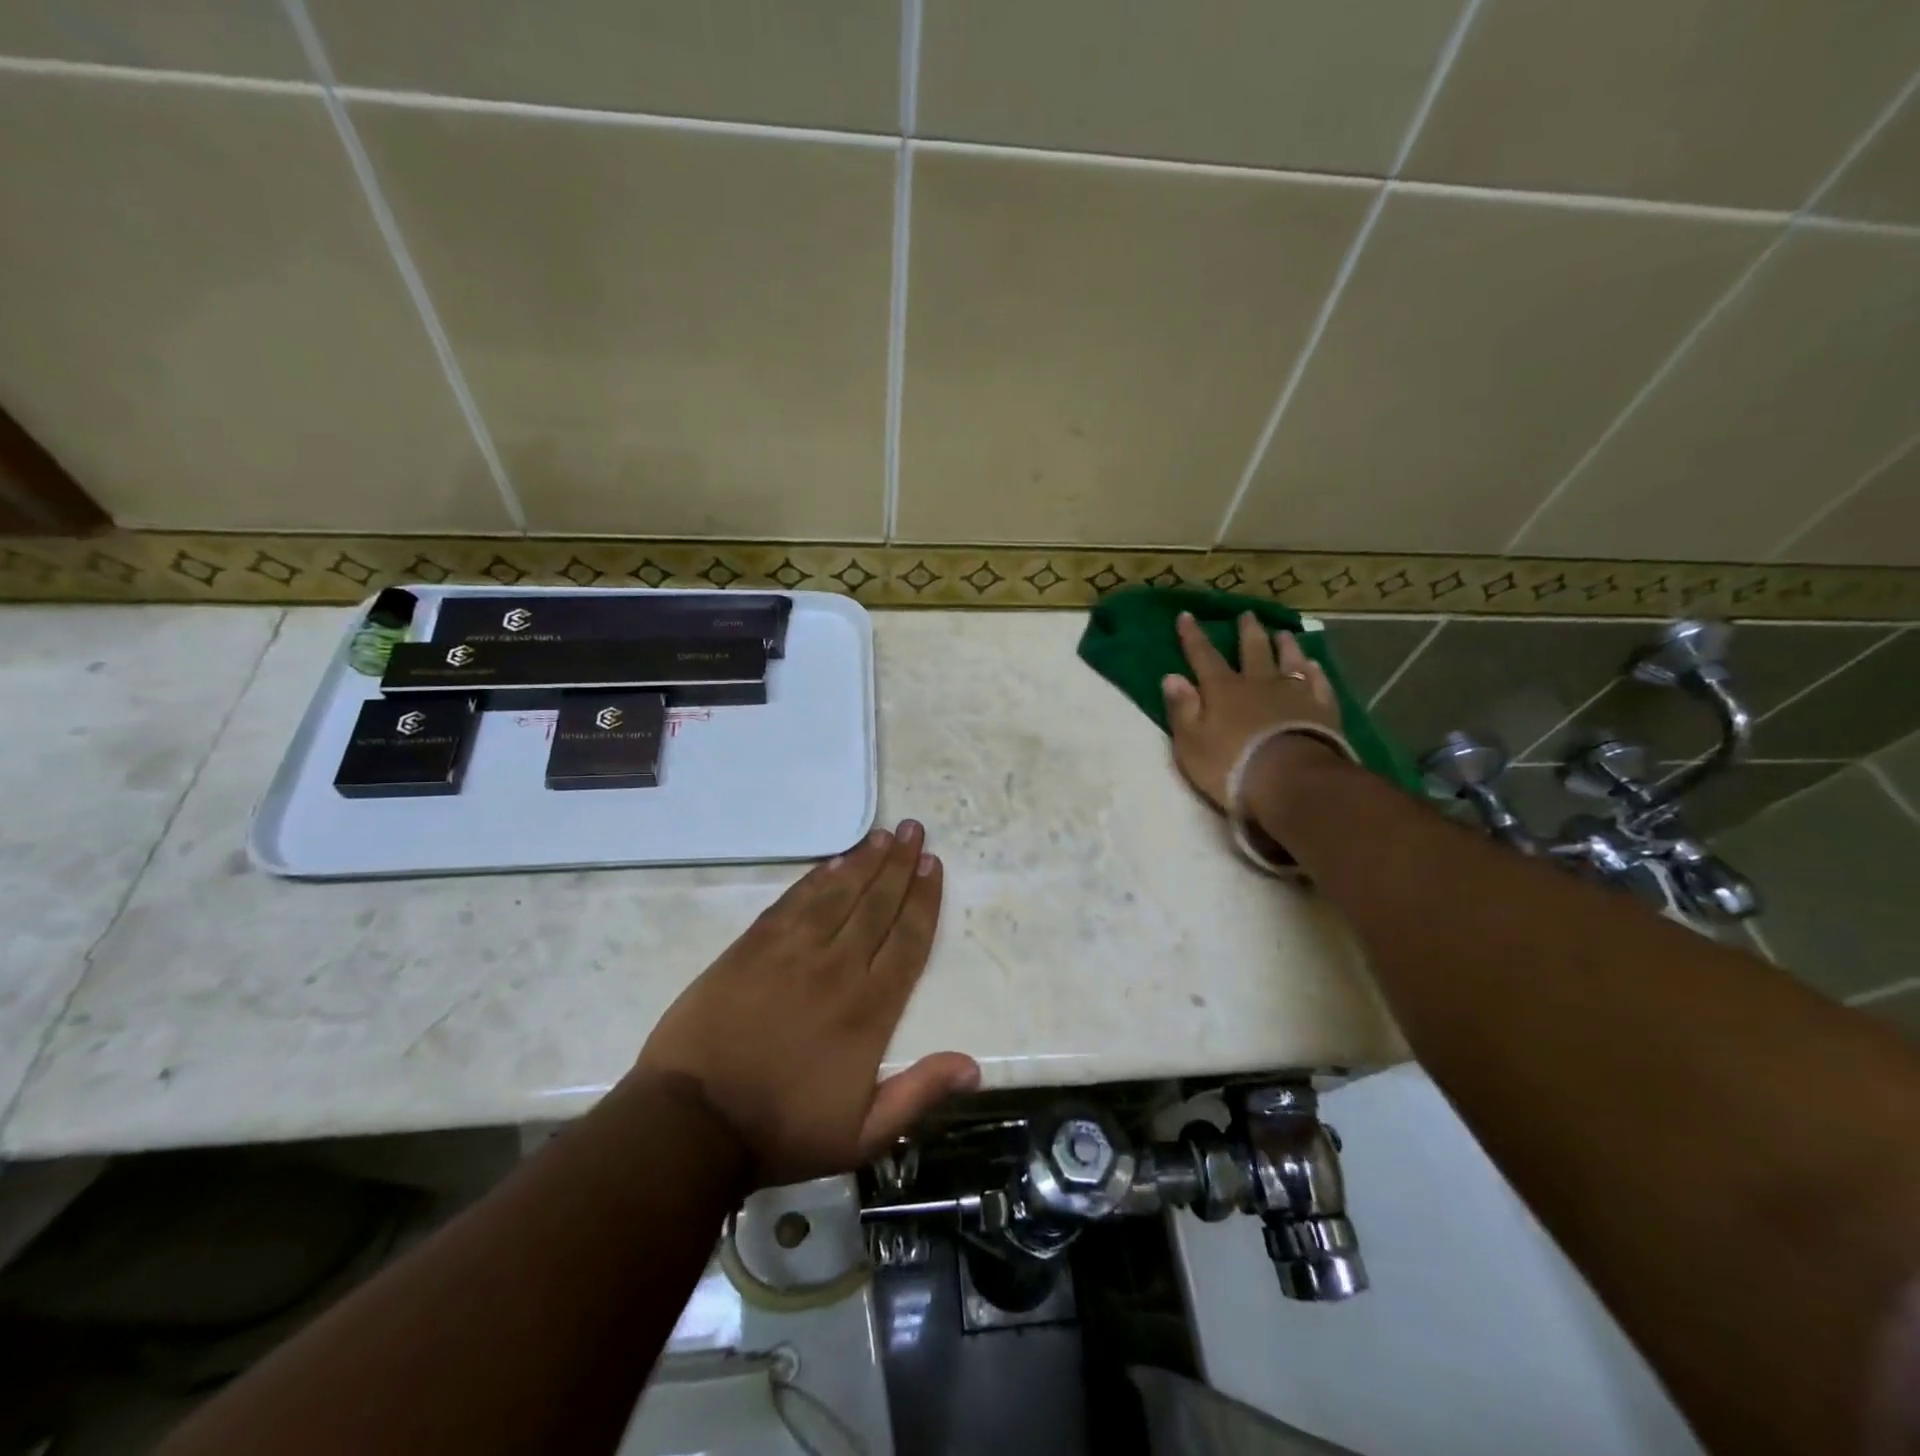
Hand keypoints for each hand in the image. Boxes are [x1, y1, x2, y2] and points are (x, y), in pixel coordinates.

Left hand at [636, 820, 978, 1187]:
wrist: (692, 1123)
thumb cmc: (781, 1130)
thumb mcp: (861, 1135)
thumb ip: (918, 1094)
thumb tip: (973, 1066)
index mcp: (869, 1009)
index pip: (907, 940)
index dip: (924, 900)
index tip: (933, 866)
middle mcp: (837, 968)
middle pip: (877, 905)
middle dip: (900, 866)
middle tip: (916, 832)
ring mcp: (791, 953)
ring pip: (838, 895)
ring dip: (864, 862)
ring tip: (884, 835)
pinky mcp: (752, 947)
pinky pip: (793, 902)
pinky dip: (816, 878)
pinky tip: (832, 862)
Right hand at [1162, 612, 1340, 810]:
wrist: (1290, 780)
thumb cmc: (1230, 765)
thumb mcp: (1191, 742)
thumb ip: (1182, 709)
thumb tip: (1171, 677)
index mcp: (1223, 690)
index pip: (1203, 656)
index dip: (1193, 636)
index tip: (1187, 615)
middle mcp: (1258, 683)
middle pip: (1252, 651)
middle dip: (1247, 632)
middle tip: (1247, 615)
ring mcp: (1294, 694)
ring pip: (1289, 661)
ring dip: (1285, 645)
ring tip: (1283, 633)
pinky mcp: (1322, 710)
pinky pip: (1318, 682)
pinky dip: (1314, 670)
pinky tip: (1314, 664)